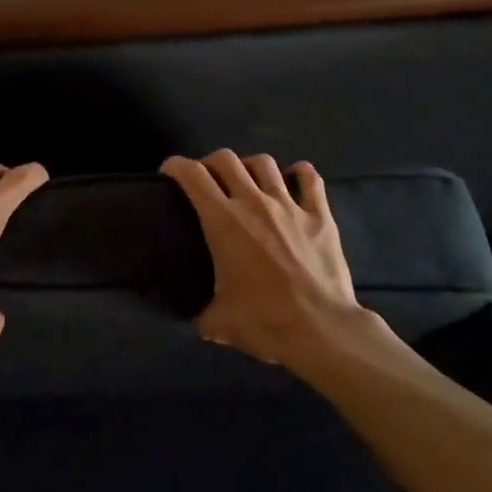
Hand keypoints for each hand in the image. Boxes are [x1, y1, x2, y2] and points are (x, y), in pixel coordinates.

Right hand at [162, 149, 387, 368]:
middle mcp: (253, 203)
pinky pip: (310, 180)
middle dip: (210, 162)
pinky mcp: (320, 216)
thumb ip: (201, 314)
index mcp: (223, 221)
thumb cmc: (264, 323)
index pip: (192, 175)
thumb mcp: (218, 323)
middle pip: (226, 160)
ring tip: (247, 180)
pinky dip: (299, 173)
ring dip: (250, 166)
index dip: (176, 166)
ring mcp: (289, 206)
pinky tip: (293, 177)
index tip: (169, 173)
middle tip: (207, 179)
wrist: (321, 331)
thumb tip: (195, 318)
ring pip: (265, 164)